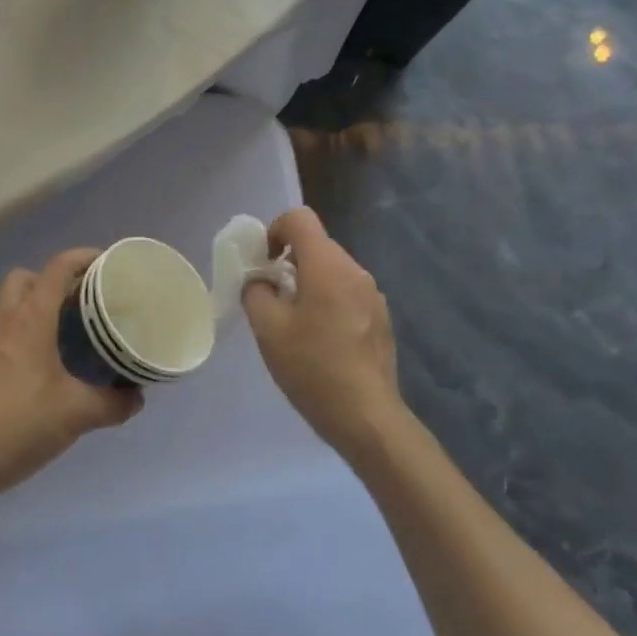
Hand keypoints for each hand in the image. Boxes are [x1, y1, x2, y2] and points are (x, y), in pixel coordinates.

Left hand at [0, 249, 143, 501]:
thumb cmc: (18, 424)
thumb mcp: (76, 415)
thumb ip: (112, 403)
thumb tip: (136, 396)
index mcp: (30, 318)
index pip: (58, 267)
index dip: (84, 257)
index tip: (108, 264)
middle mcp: (4, 320)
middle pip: (26, 278)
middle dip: (53, 280)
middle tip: (80, 302)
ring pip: (8, 305)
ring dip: (34, 307)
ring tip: (63, 333)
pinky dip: (19, 336)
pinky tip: (38, 368)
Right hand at [243, 208, 401, 458]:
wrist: (366, 416)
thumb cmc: (312, 367)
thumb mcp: (268, 329)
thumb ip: (256, 292)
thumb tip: (261, 280)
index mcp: (327, 265)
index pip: (299, 219)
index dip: (274, 230)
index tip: (263, 262)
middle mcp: (355, 270)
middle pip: (317, 245)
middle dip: (289, 261)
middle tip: (272, 297)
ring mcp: (373, 294)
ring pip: (332, 270)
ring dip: (309, 282)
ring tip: (295, 322)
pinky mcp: (380, 318)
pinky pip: (347, 292)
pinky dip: (328, 300)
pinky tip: (321, 340)